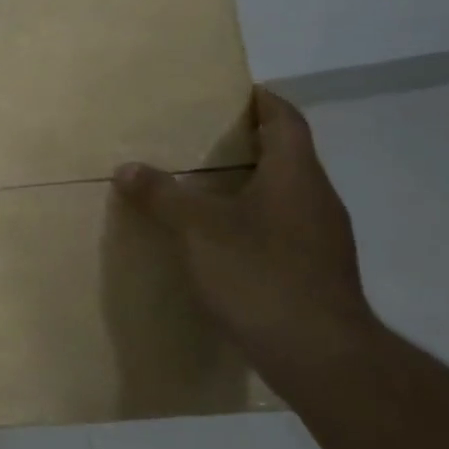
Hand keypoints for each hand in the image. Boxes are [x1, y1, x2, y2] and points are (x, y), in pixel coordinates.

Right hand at [113, 87, 375, 366]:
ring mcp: (322, 239)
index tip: (229, 93)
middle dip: (245, 145)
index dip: (261, 100)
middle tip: (197, 142)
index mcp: (296, 174)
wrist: (321, 355)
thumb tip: (127, 168)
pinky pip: (282, 230)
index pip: (285, 119)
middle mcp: (317, 198)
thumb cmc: (260, 275)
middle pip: (285, 156)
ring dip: (247, 187)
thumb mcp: (198, 230)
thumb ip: (162, 195)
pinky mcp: (317, 273)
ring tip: (201, 191)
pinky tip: (221, 244)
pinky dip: (252, 224)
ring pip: (283, 196)